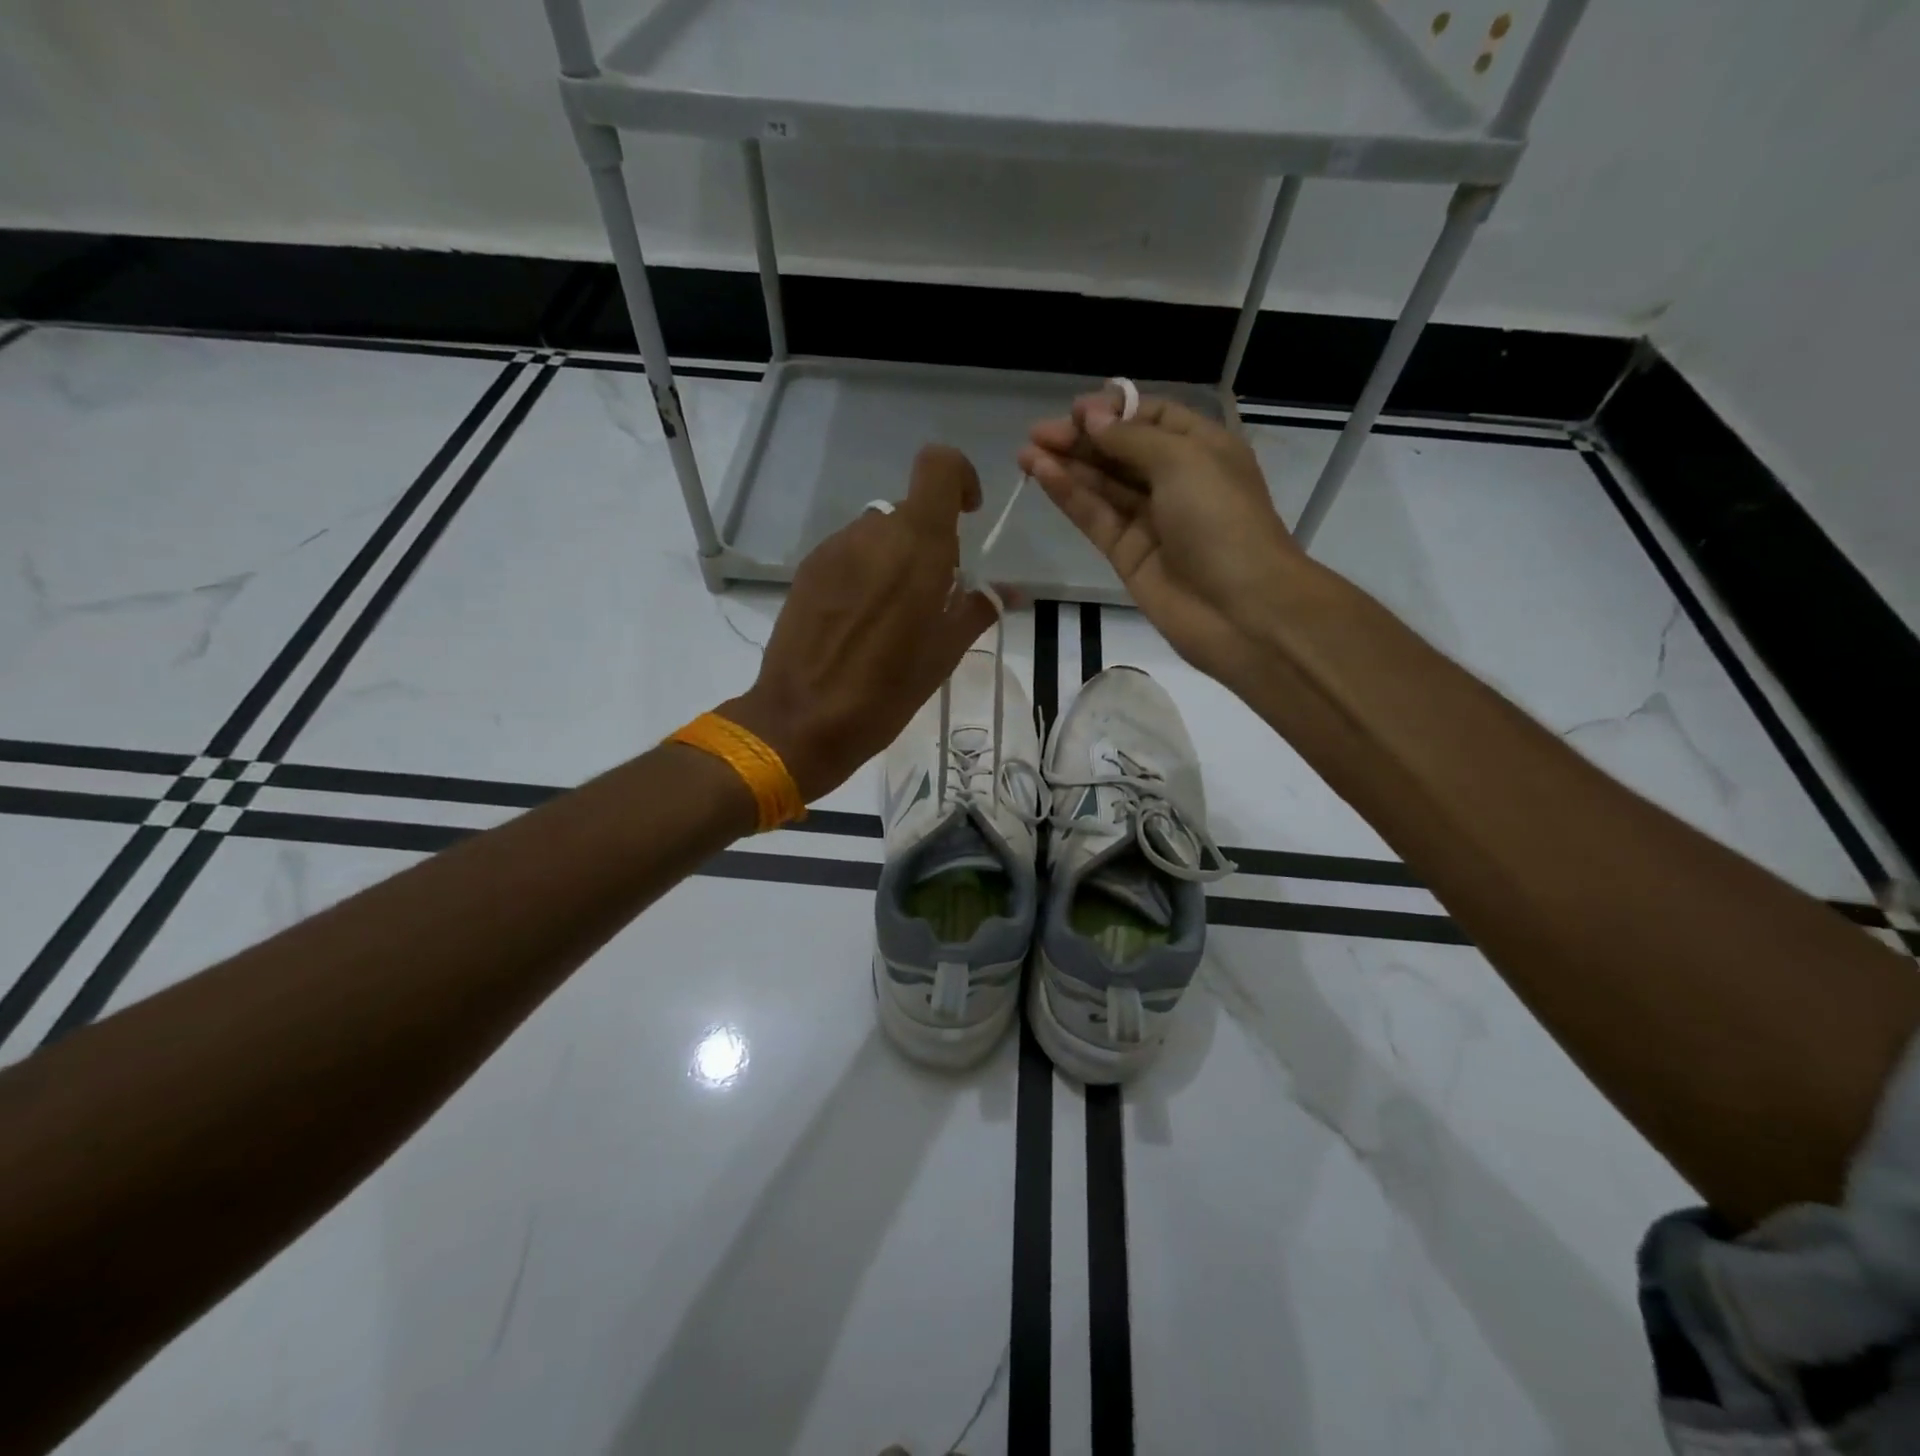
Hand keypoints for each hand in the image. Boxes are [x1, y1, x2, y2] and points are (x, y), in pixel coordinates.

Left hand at [723, 444, 996, 799]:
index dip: (959, 477)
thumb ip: (977, 610)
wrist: (802, 721)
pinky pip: (849, 554)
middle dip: (930, 542)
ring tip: (893, 616)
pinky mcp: (807, 570)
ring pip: (877, 534)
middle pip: (910, 511)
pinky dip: (865, 572)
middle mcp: (873, 534)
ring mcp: (834, 550)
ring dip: (895, 558)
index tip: (969, 515)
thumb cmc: (886, 692)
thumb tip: (1008, 591)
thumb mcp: (943, 655)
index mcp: (917, 546)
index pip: (938, 466)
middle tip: (933, 596)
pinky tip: (859, 622)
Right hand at [1018, 387, 1310, 684]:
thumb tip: (1092, 417)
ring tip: (1026, 452)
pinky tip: (1042, 475)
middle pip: (1121, 451)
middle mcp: (1175, 481)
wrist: (1240, 609)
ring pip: (1103, 485)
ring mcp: (1150, 520)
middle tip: (1038, 433)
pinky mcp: (1127, 555)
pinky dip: (1070, 496)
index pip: (1152, 418)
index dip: (1114, 411)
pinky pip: (1095, 517)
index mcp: (1202, 449)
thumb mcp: (1183, 461)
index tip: (1075, 411)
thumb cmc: (1222, 521)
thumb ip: (1131, 438)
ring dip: (1067, 466)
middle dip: (1082, 439)